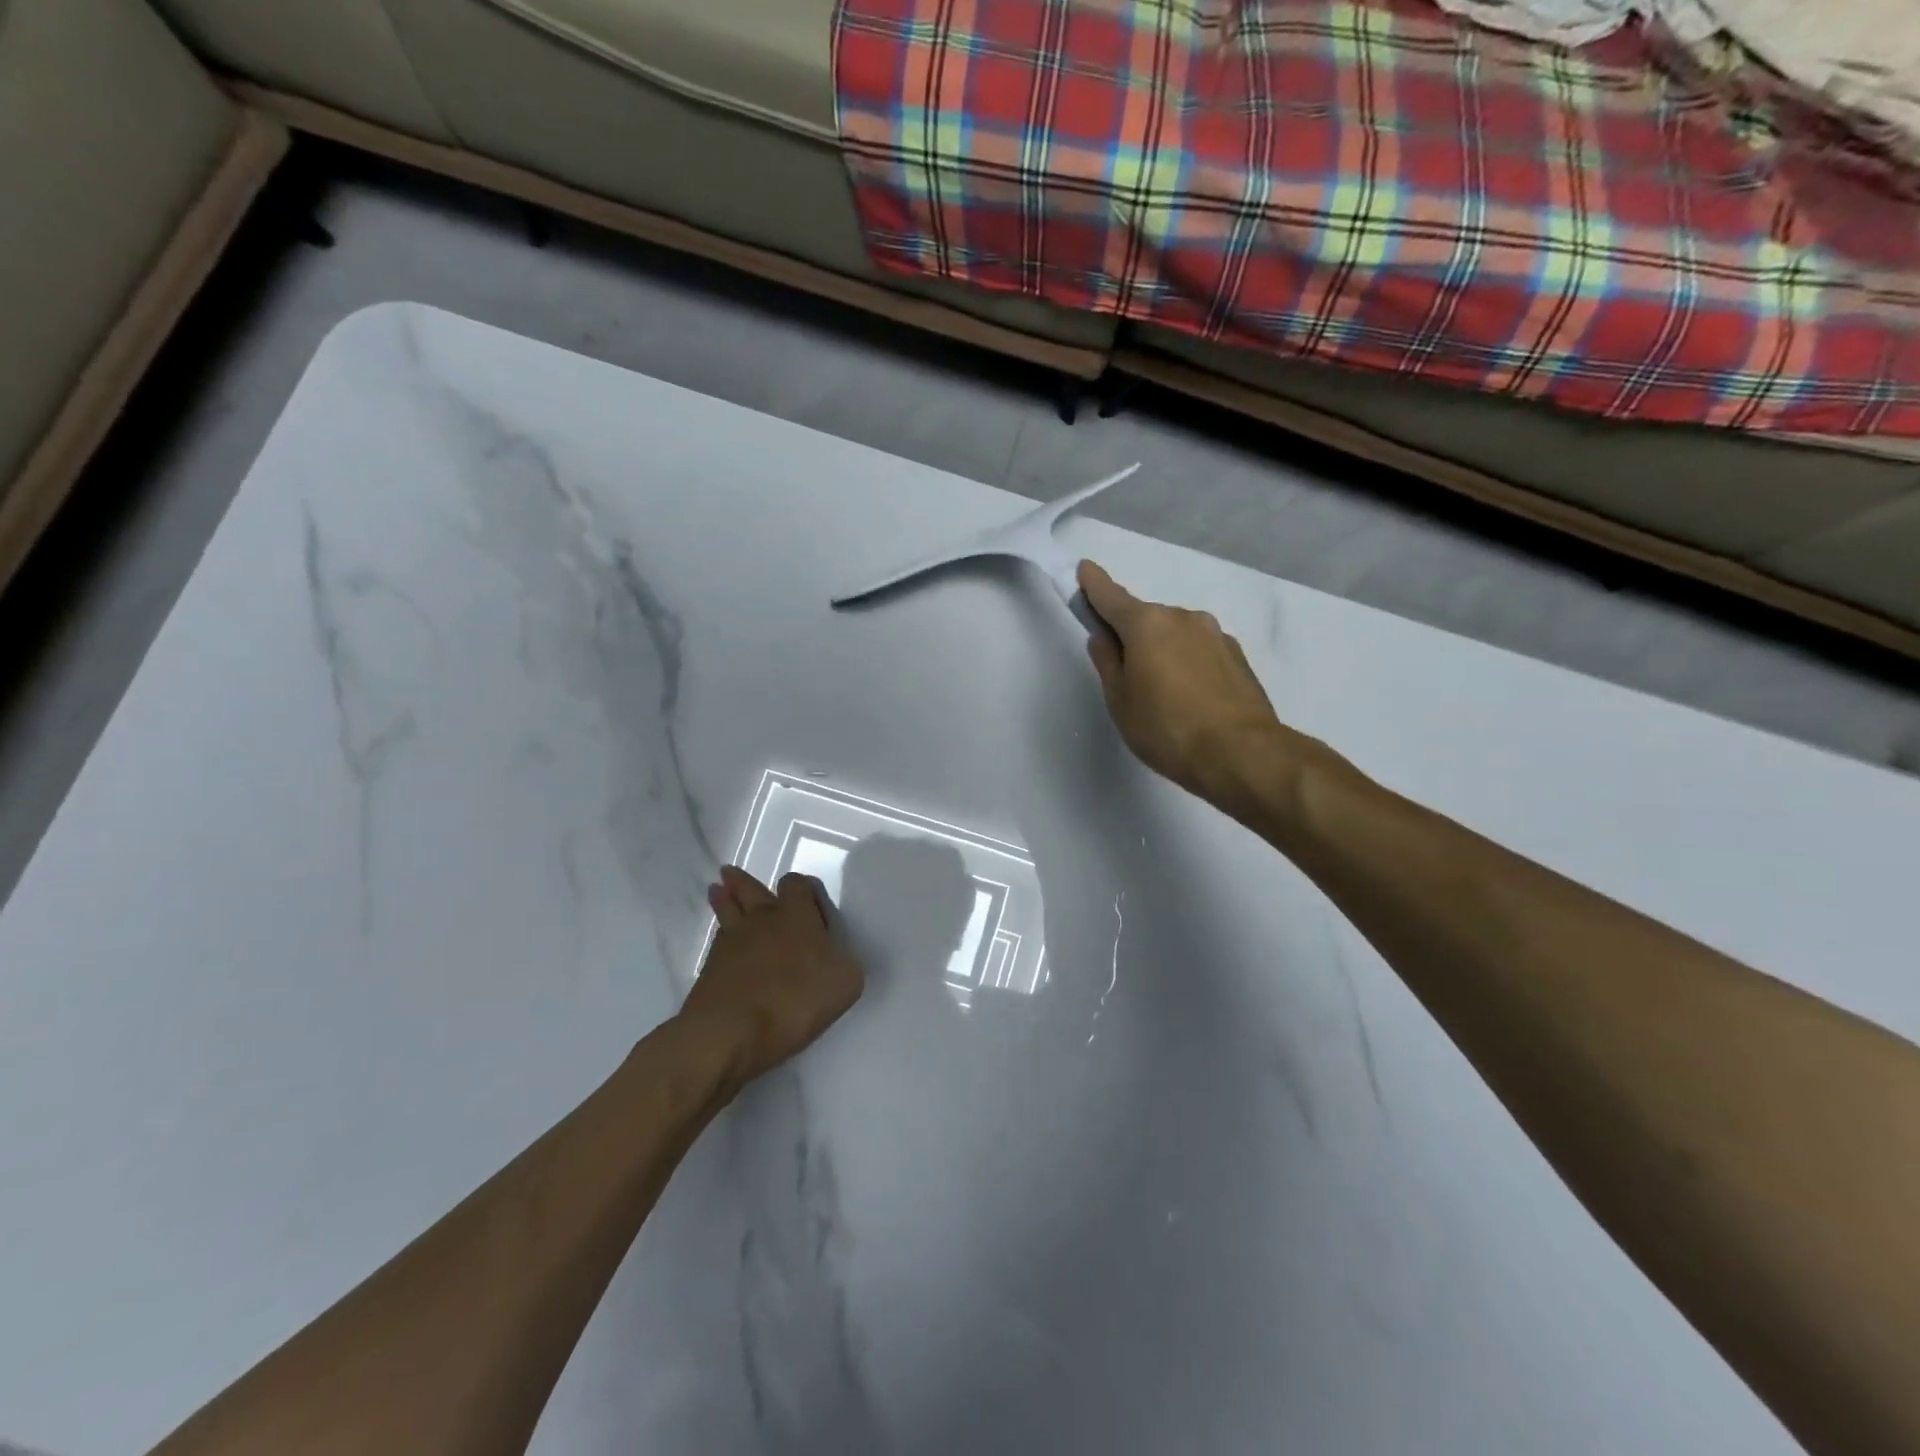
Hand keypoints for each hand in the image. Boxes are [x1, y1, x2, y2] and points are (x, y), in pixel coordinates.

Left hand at [680, 867, 864, 1087]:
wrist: (730, 1032)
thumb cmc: (795, 1000)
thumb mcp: (846, 982)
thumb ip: (845, 962)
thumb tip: (837, 957)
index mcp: (796, 915)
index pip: (796, 884)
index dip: (803, 888)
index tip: (811, 903)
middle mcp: (761, 919)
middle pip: (750, 889)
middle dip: (744, 882)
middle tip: (732, 873)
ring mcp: (731, 942)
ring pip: (727, 910)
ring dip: (724, 898)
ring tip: (718, 889)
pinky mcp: (710, 968)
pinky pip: (718, 941)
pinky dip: (721, 936)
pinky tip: (723, 940)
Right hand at [1078, 560, 1290, 807]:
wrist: (1241, 753)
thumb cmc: (1166, 728)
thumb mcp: (1120, 700)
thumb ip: (1108, 662)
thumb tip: (1104, 637)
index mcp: (1147, 623)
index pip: (1111, 596)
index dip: (1094, 584)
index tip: (1085, 569)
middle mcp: (1183, 617)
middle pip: (1146, 619)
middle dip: (1132, 635)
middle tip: (1125, 675)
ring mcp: (1215, 634)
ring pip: (1175, 635)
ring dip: (1163, 651)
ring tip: (1162, 695)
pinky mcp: (1237, 656)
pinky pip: (1199, 652)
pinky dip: (1188, 664)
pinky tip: (1190, 698)